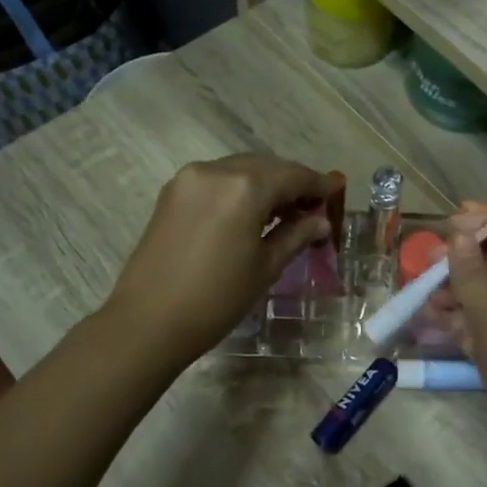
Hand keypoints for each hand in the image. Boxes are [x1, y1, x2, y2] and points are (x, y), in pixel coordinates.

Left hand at [105, 154, 341, 366]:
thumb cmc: (216, 299)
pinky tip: (249, 214)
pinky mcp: (172, 192)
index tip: (337, 191)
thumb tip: (320, 221)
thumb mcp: (265, 267)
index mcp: (245, 187)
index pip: (294, 175)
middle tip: (312, 209)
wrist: (148, 320)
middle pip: (266, 166)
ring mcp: (189, 178)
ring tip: (283, 214)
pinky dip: (238, 189)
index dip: (319, 184)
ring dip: (264, 184)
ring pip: (240, 169)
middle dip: (292, 183)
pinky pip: (216, 180)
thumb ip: (296, 235)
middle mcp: (216, 170)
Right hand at [437, 208, 486, 461]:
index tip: (453, 211)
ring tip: (419, 290)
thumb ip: (471, 276)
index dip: (485, 219)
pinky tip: (429, 320)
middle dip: (457, 257)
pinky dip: (452, 320)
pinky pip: (472, 325)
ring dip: (449, 290)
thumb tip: (459, 232)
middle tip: (423, 258)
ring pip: (476, 295)